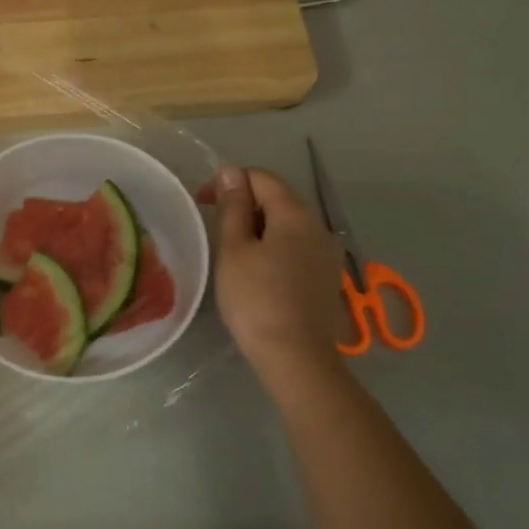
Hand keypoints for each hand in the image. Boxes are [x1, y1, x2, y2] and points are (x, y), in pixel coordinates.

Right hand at [209, 165, 346, 378]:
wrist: (295, 356)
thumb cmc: (255, 299)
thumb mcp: (233, 249)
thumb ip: (232, 207)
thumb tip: (230, 171)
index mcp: (295, 212)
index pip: (260, 177)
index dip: (228, 182)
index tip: (201, 202)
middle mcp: (318, 225)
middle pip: (277, 198)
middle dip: (243, 204)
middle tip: (213, 228)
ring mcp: (327, 252)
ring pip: (287, 224)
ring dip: (258, 227)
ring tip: (232, 252)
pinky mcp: (327, 276)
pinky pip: (296, 247)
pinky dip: (274, 247)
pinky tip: (257, 271)